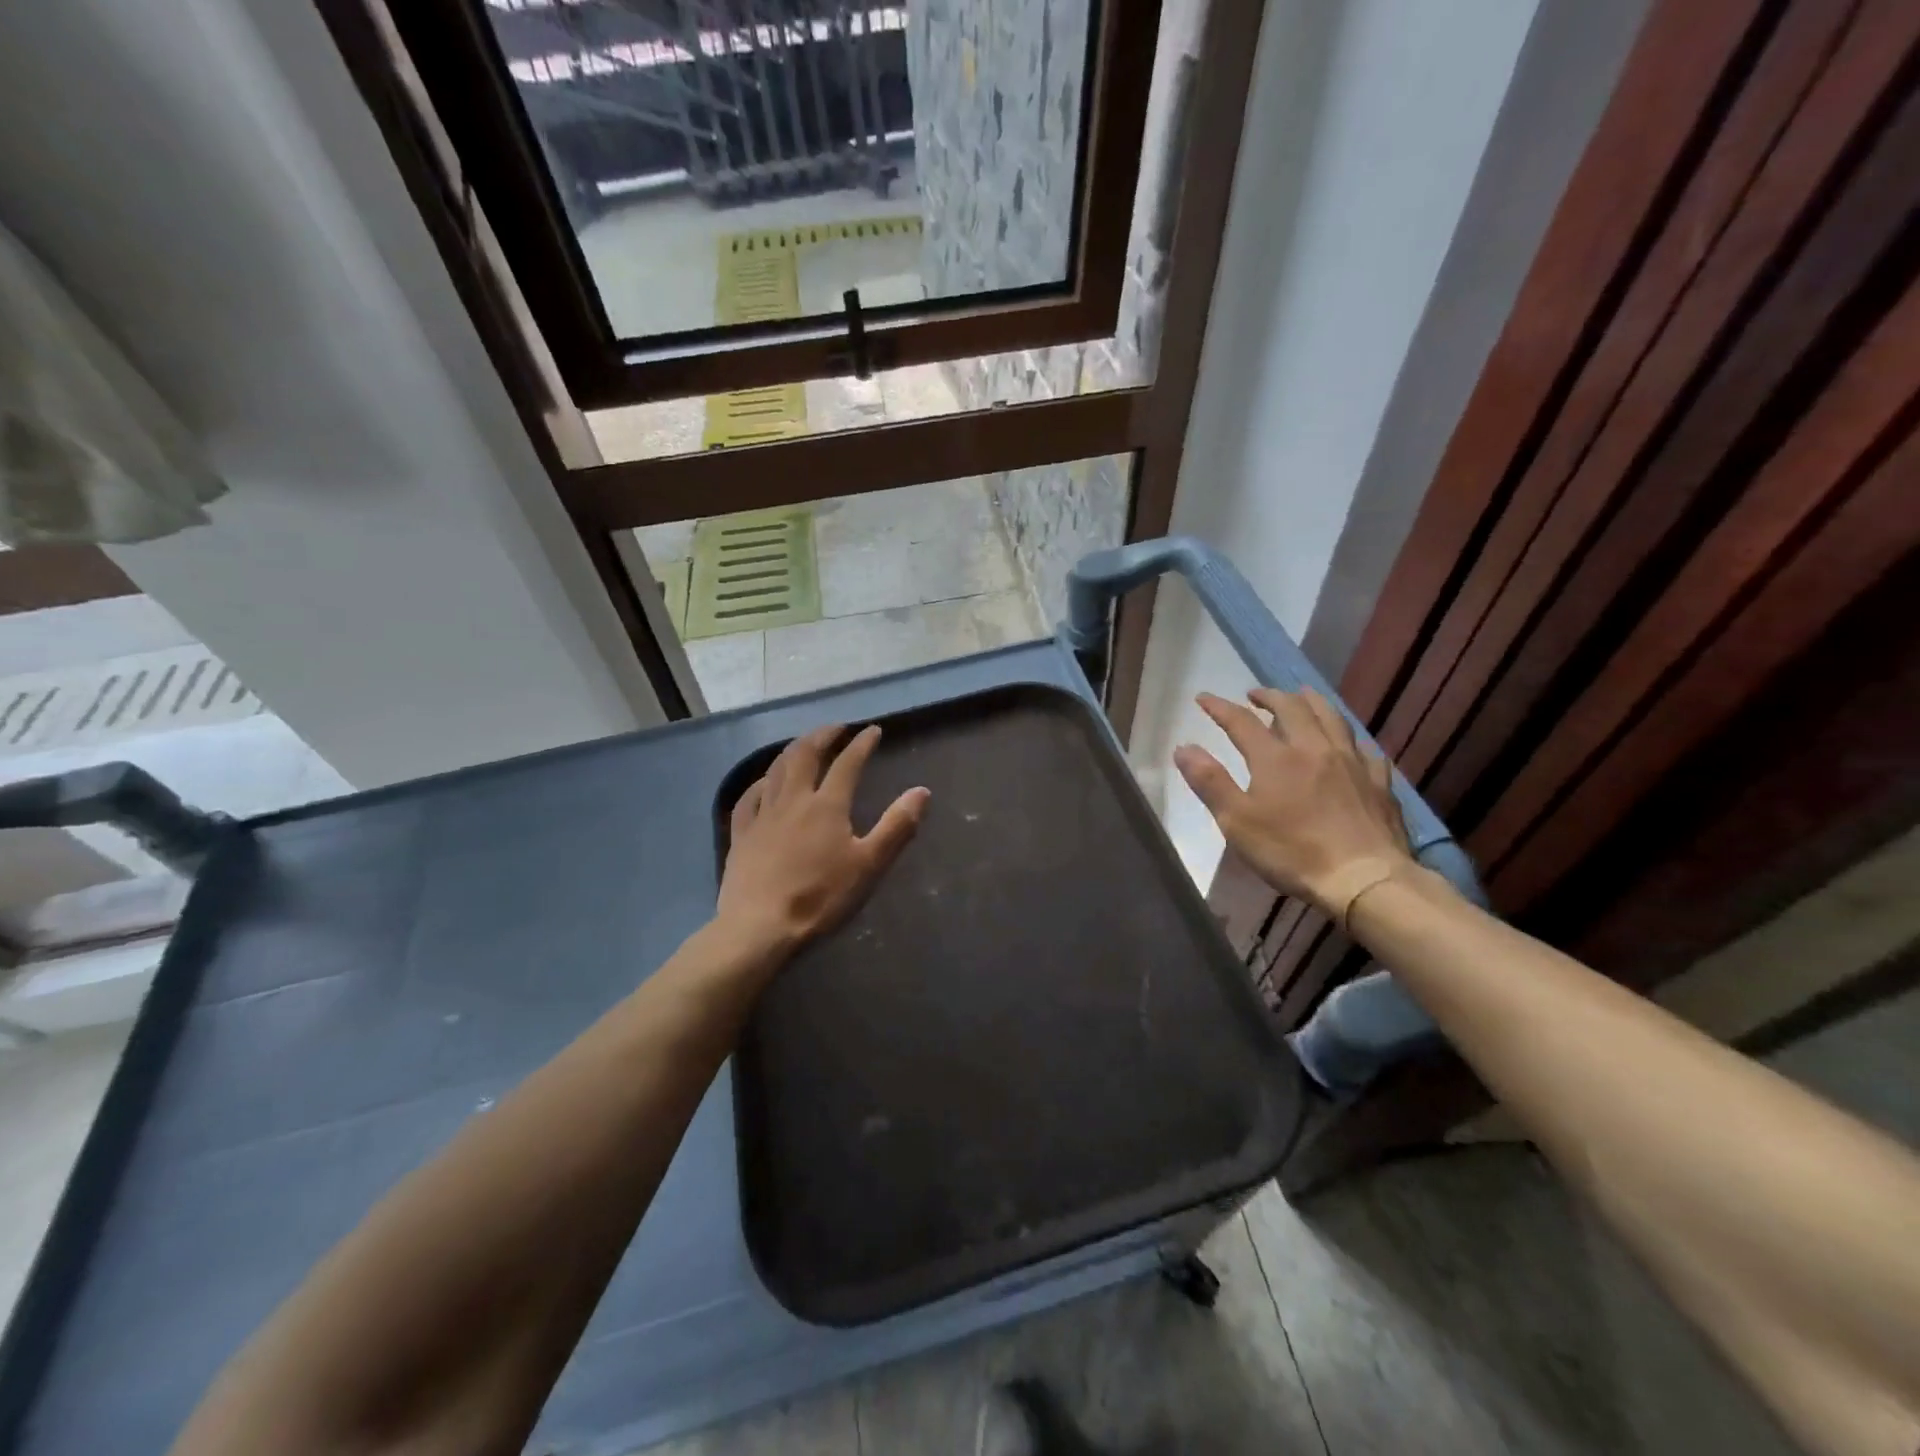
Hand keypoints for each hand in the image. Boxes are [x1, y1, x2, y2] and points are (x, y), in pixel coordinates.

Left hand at [717, 724, 929, 951]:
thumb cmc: (820, 898)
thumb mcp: (869, 865)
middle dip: (822, 736)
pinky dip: (760, 782)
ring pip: (776, 770)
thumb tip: (921, 791)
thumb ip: (896, 826)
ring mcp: (763, 816)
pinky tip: (764, 782)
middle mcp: (793, 800)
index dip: (862, 744)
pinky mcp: (742, 835)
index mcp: (827, 806)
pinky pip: (749, 797)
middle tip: (836, 728)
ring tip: (804, 744)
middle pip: (805, 755)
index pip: (848, 764)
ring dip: (792, 750)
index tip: (873, 731)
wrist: (759, 927)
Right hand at [1172, 688, 1413, 918]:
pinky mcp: (1378, 783)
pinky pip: (1365, 749)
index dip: (1220, 707)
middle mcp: (1314, 749)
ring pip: (1332, 718)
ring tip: (1302, 696)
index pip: (1241, 722)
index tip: (1203, 698)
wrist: (1363, 878)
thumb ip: (1210, 782)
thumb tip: (1183, 748)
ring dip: (1312, 702)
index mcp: (1275, 758)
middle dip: (1269, 696)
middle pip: (1292, 708)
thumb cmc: (1292, 852)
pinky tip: (1350, 745)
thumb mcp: (1237, 821)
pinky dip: (1351, 740)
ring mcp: (1352, 763)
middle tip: (1255, 694)